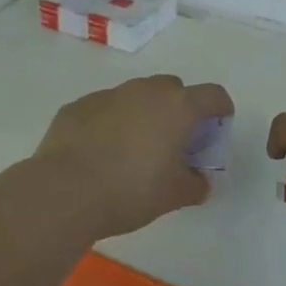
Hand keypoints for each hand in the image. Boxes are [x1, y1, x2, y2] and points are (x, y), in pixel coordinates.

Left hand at [30, 75, 233, 239]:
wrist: (64, 191)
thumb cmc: (131, 191)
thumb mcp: (174, 195)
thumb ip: (195, 184)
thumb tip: (200, 181)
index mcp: (178, 107)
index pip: (213, 95)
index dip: (221, 110)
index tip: (218, 127)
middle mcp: (145, 91)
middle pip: (173, 89)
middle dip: (179, 109)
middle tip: (175, 141)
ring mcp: (109, 95)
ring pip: (136, 96)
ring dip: (143, 114)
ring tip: (135, 149)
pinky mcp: (78, 106)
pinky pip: (105, 109)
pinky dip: (110, 123)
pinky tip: (100, 153)